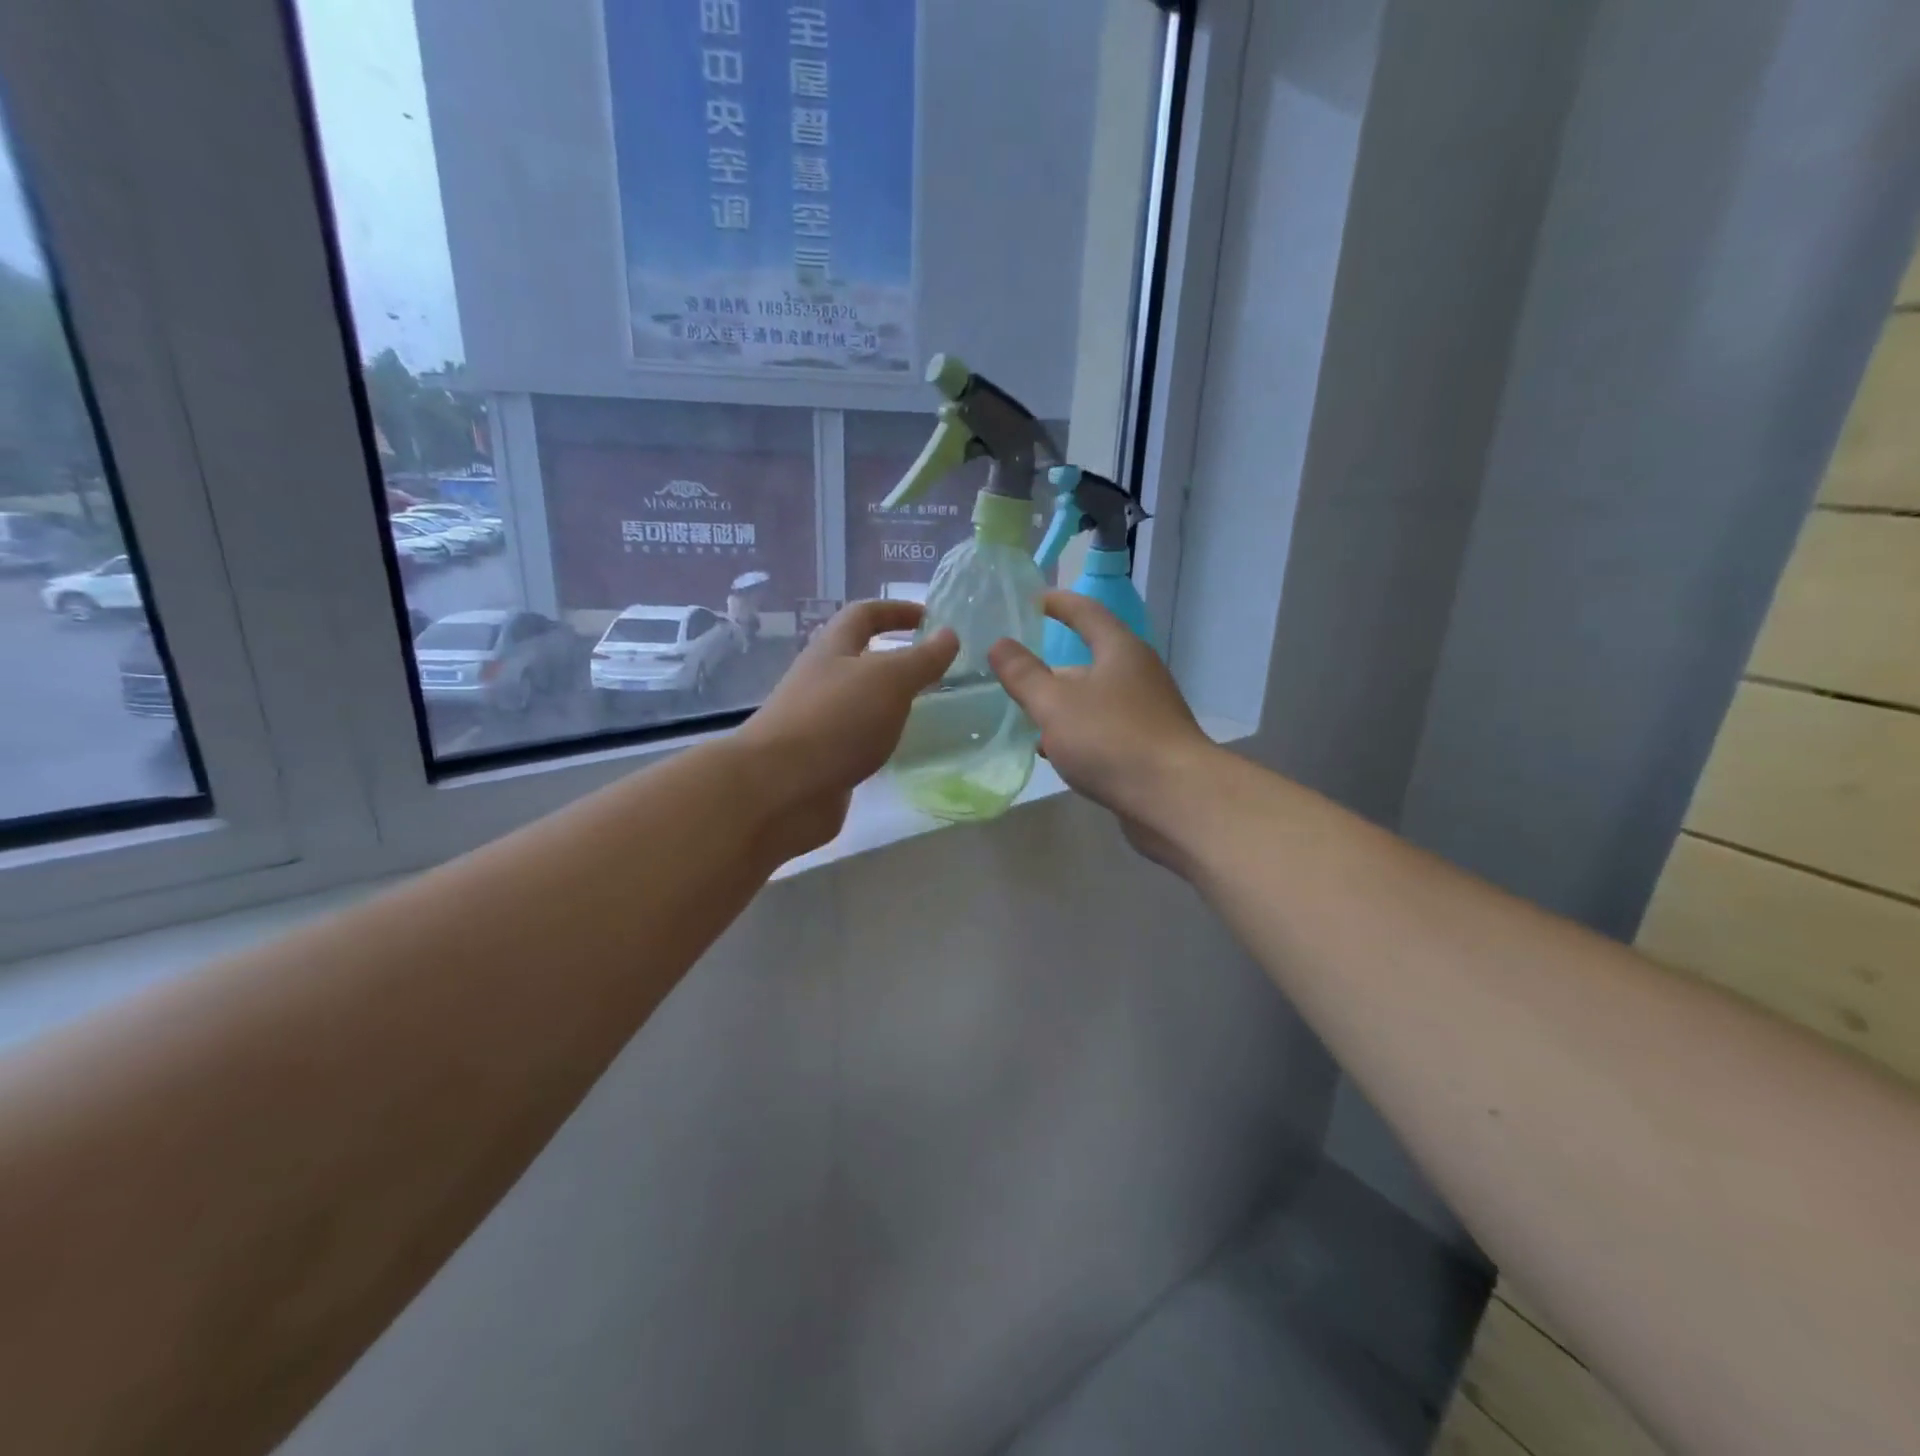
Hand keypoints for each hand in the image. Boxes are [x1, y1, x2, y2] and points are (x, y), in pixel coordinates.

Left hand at [737, 601, 956, 856]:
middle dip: (896, 659)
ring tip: (929, 711)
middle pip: (859, 659)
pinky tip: (901, 751)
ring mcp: (818, 723)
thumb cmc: (836, 720)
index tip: (931, 619)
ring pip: (860, 702)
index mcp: (833, 650)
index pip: (864, 615)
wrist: (779, 789)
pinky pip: (857, 740)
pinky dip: (880, 739)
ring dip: (890, 702)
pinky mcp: (821, 760)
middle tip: (937, 671)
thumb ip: (922, 659)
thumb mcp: (889, 680)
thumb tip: (949, 634)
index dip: (896, 611)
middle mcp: (822, 681)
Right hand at [989, 592, 1214, 860]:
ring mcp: (1147, 713)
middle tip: (1015, 675)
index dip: (1058, 604)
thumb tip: (1000, 644)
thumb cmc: (1111, 739)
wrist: (1175, 799)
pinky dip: (1078, 734)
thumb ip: (1024, 675)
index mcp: (1120, 651)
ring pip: (1095, 700)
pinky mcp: (1148, 747)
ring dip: (1062, 706)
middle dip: (1051, 669)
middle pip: (1089, 661)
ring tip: (1025, 719)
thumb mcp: (1055, 704)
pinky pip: (1104, 730)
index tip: (1032, 600)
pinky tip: (1055, 754)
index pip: (1086, 613)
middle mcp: (1138, 675)